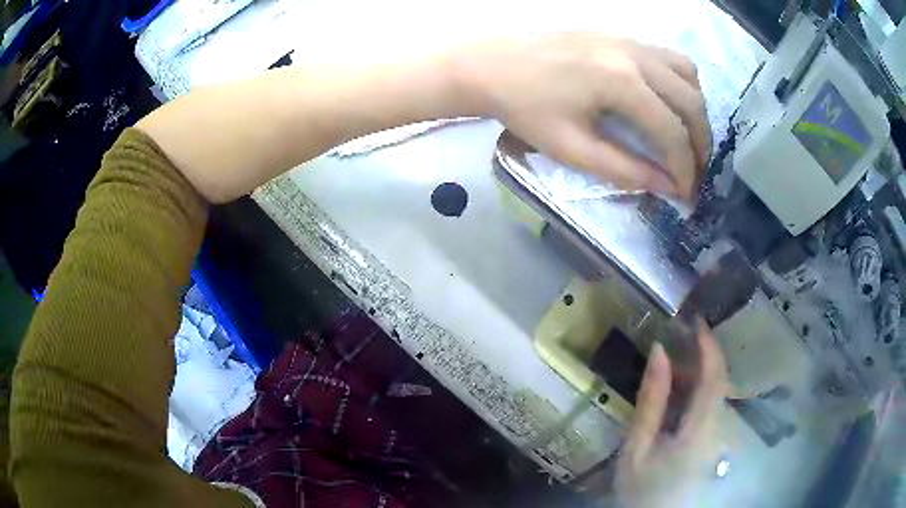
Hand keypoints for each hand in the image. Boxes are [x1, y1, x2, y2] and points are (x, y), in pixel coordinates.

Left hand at [456, 33, 710, 200]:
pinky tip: (670, 103)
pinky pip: (669, 58)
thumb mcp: (572, 148)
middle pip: (691, 102)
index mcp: (622, 82)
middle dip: (701, 144)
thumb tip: (668, 187)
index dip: (685, 169)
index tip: (687, 196)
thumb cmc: (524, 108)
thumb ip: (626, 169)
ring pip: (687, 74)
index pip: (672, 132)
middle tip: (695, 173)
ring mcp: (629, 39)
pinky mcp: (620, 35)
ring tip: (688, 139)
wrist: (490, 65)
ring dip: (695, 110)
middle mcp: (635, 55)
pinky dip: (681, 84)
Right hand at [615, 326, 727, 507]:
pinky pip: (711, 406)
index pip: (714, 378)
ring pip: (716, 393)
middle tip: (675, 340)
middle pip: (718, 382)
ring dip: (697, 374)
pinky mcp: (714, 440)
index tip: (697, 320)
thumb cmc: (642, 488)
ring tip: (670, 366)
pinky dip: (696, 391)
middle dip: (700, 357)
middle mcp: (718, 428)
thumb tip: (659, 352)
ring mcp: (719, 435)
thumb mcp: (637, 447)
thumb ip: (651, 401)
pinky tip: (677, 394)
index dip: (709, 346)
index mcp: (700, 430)